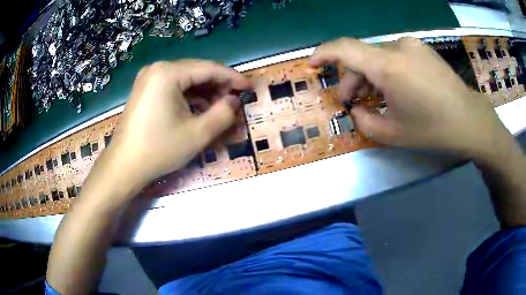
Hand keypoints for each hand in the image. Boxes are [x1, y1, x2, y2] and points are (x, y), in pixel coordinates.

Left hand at [106, 59, 250, 185]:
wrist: (124, 166)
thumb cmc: (159, 149)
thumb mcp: (198, 134)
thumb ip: (223, 114)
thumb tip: (234, 101)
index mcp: (168, 73)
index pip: (209, 68)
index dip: (232, 78)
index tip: (249, 87)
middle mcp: (157, 68)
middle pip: (196, 71)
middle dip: (217, 85)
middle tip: (234, 101)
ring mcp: (148, 78)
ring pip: (185, 79)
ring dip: (204, 92)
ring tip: (218, 108)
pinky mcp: (144, 89)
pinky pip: (172, 86)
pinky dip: (188, 96)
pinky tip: (197, 109)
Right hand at [310, 37, 508, 158]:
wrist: (469, 120)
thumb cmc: (432, 129)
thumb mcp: (393, 133)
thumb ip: (364, 121)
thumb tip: (356, 109)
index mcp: (389, 66)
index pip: (345, 49)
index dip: (323, 53)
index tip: (312, 64)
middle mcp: (398, 47)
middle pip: (363, 56)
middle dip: (352, 78)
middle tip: (351, 101)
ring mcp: (412, 45)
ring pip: (379, 56)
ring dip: (370, 75)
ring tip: (374, 97)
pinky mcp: (422, 49)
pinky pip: (395, 56)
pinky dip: (387, 70)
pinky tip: (395, 88)